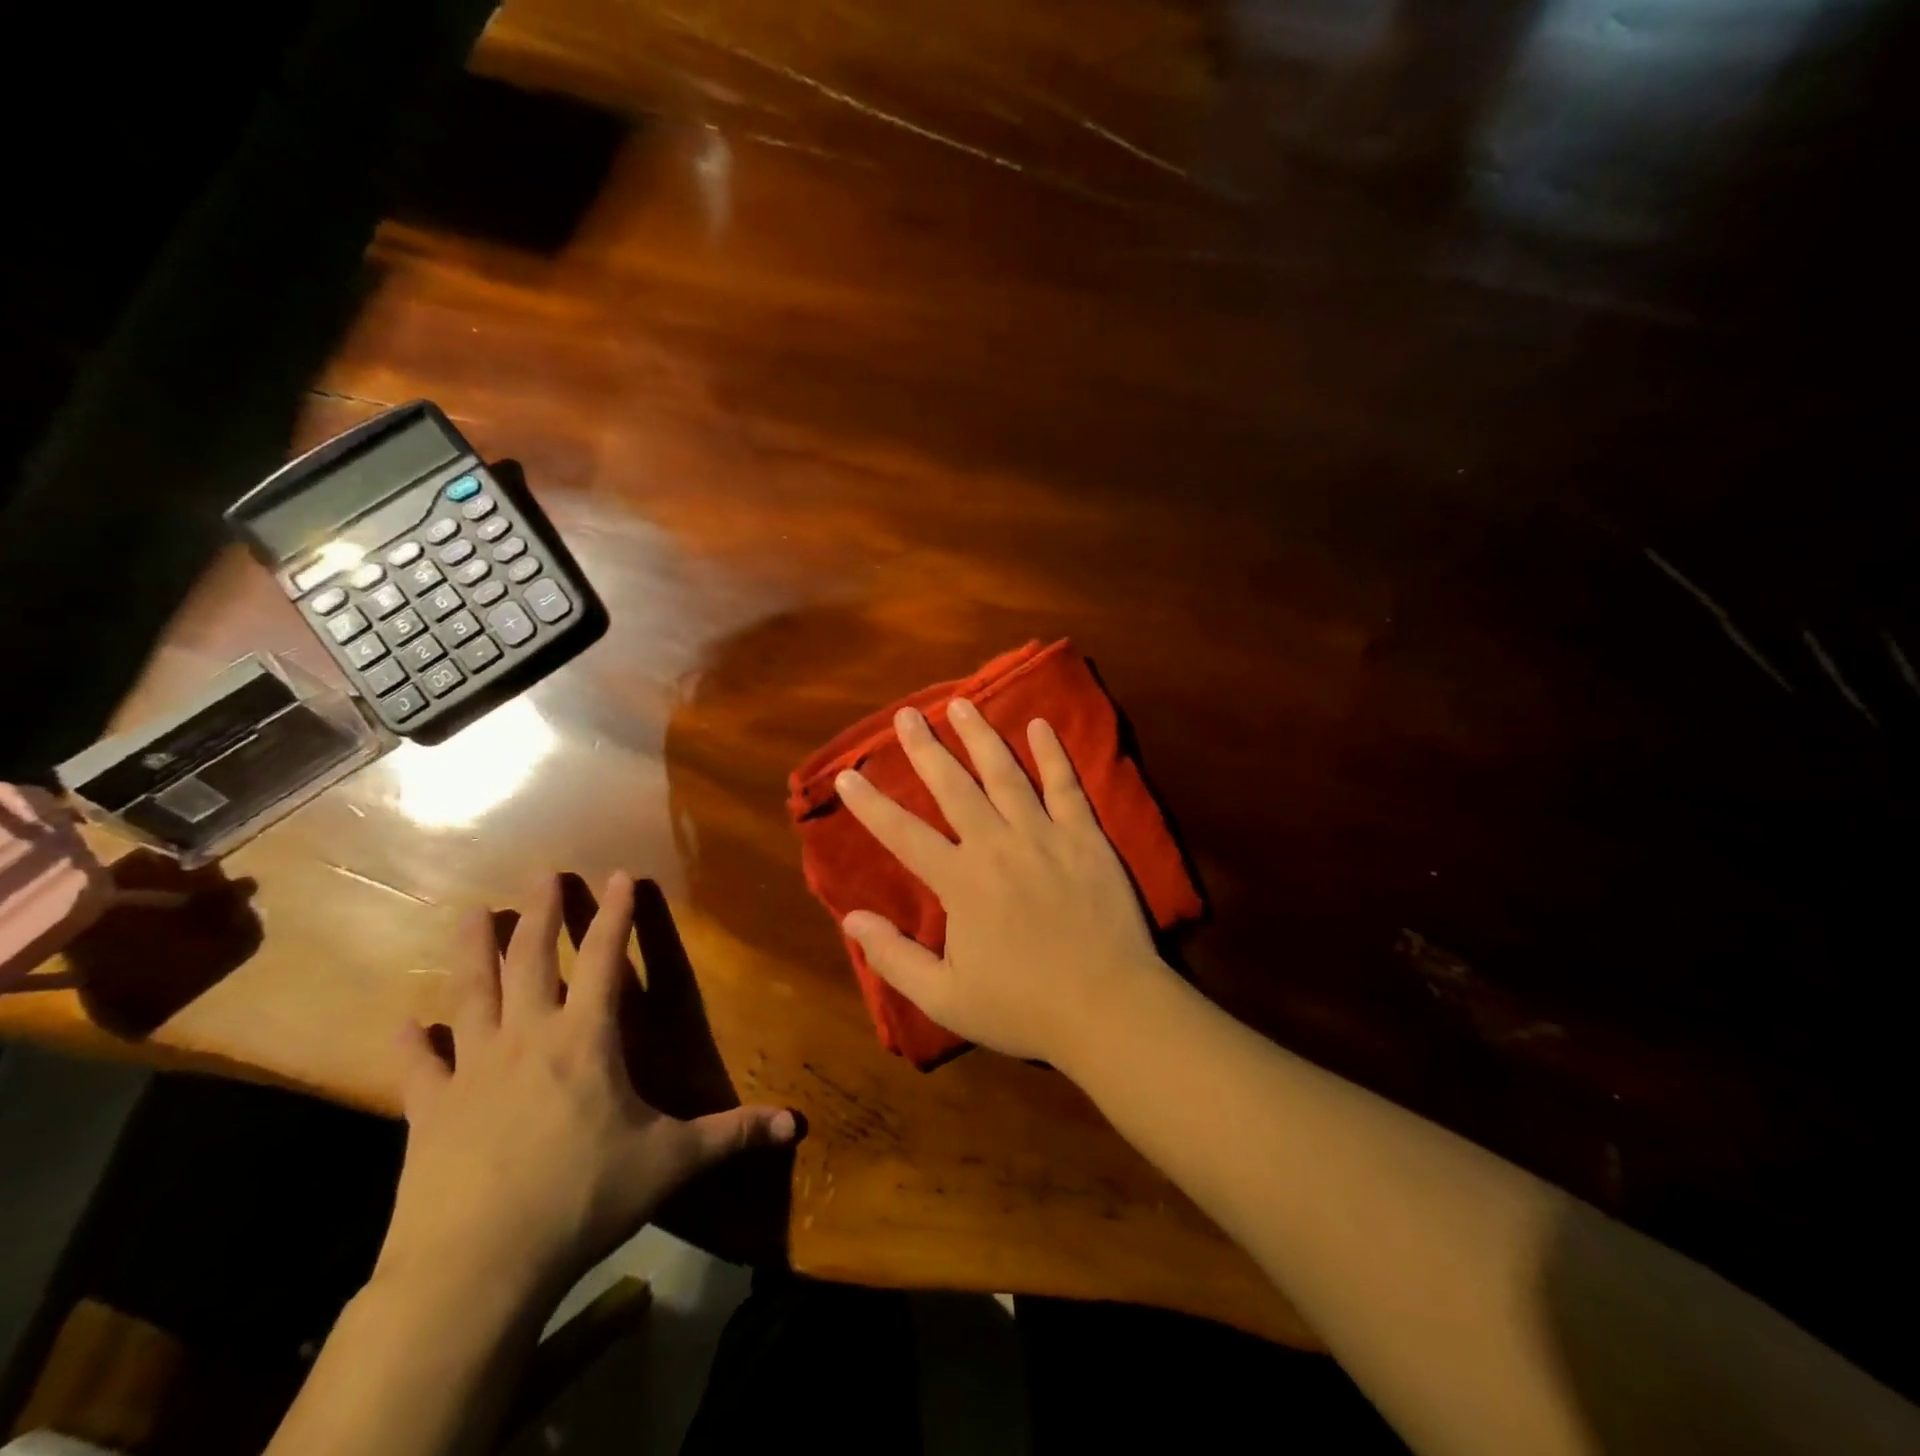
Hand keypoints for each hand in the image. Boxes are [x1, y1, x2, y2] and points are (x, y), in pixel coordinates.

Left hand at [379, 873, 795, 1306]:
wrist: (476, 1269)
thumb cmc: (583, 1200)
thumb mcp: (670, 1164)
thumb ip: (732, 1136)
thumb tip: (796, 1124)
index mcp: (585, 1039)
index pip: (603, 959)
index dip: (614, 914)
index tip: (617, 875)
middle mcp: (527, 1038)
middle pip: (531, 959)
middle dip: (541, 913)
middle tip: (542, 874)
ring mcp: (471, 1070)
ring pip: (470, 993)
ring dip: (474, 950)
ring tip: (473, 912)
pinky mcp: (428, 1111)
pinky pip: (417, 1068)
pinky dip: (409, 1045)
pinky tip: (402, 1024)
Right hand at [835, 700, 1171, 1063]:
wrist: (1108, 1007)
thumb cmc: (1024, 1007)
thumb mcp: (946, 999)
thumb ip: (895, 958)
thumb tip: (852, 918)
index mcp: (960, 882)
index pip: (903, 834)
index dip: (871, 804)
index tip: (847, 775)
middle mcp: (997, 845)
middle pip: (953, 787)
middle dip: (925, 749)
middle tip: (906, 715)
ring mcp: (1045, 835)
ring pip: (1005, 774)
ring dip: (981, 736)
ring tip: (961, 704)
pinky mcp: (1085, 836)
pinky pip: (1066, 785)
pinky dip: (1052, 754)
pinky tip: (1040, 724)